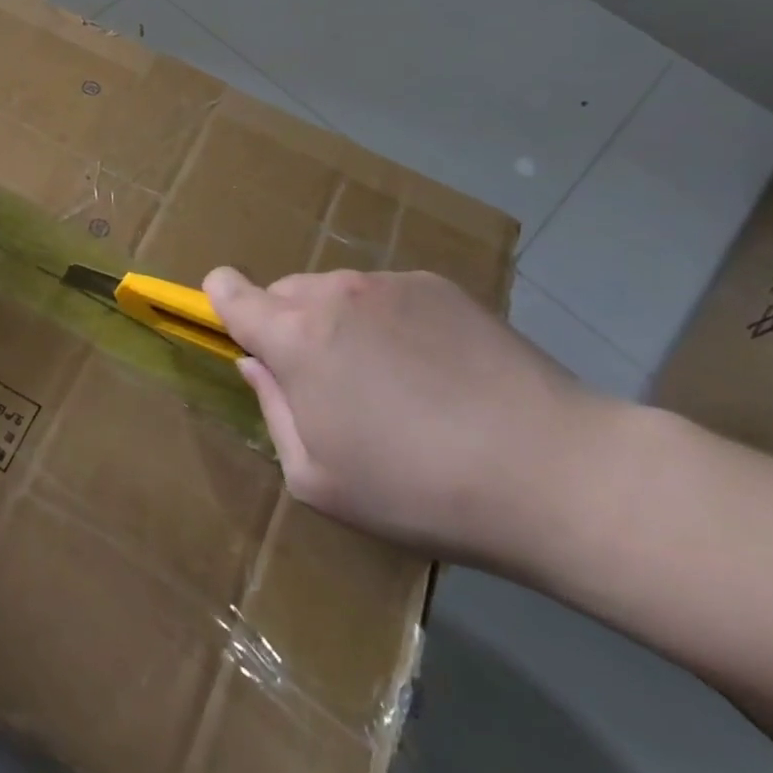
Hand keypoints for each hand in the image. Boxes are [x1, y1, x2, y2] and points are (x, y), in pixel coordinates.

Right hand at [203, 267, 618, 565]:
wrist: (550, 471)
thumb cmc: (417, 489)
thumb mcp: (318, 478)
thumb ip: (272, 409)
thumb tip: (256, 364)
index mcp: (295, 337)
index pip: (228, 289)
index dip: (221, 303)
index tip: (240, 333)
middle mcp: (334, 293)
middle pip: (283, 291)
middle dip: (287, 327)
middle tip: (328, 384)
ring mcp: (389, 283)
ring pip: (335, 292)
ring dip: (338, 323)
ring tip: (390, 381)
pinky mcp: (439, 285)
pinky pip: (386, 294)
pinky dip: (387, 321)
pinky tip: (434, 369)